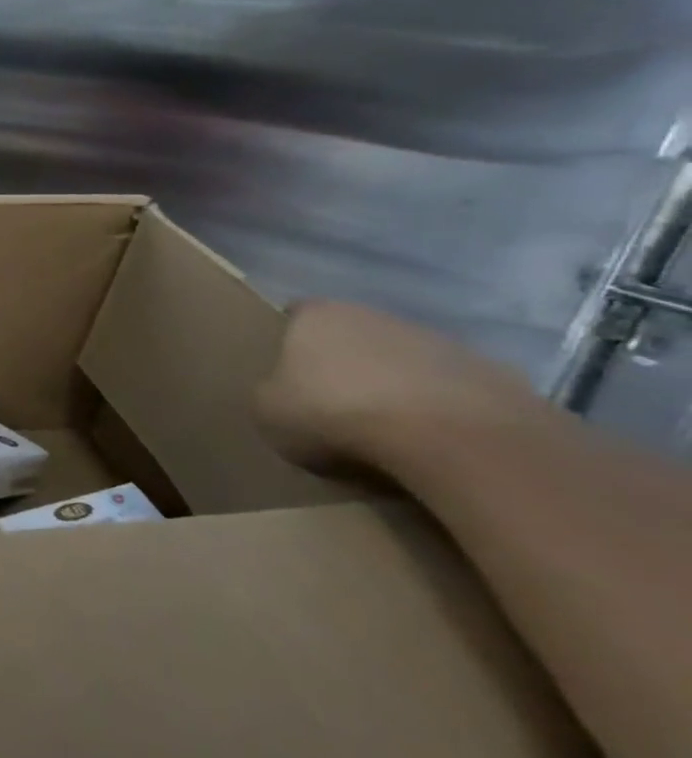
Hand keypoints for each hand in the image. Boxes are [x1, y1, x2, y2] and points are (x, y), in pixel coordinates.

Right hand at [254, 300, 544, 474]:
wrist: (450, 437)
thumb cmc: (334, 414)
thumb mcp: (267, 411)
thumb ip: (270, 393)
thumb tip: (285, 394)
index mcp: (317, 315)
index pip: (294, 316)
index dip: (289, 344)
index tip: (287, 378)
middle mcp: (375, 314)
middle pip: (352, 337)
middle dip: (345, 366)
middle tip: (334, 408)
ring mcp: (439, 340)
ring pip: (403, 361)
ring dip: (394, 387)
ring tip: (388, 433)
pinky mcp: (491, 372)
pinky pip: (450, 390)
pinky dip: (439, 411)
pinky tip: (432, 443)